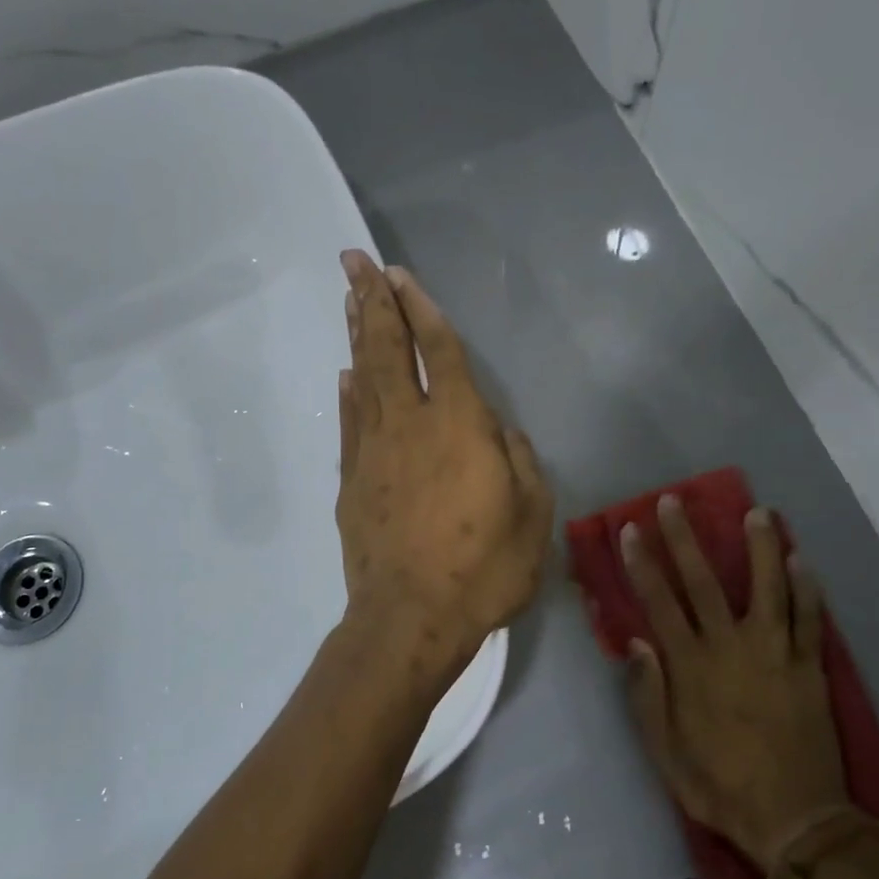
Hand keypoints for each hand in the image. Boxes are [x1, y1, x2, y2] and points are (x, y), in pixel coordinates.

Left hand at [335, 250, 552, 660]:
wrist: (410, 617)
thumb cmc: (482, 569)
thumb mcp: (532, 517)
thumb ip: (520, 462)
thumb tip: (501, 433)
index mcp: (460, 425)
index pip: (439, 350)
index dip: (420, 308)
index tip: (398, 274)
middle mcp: (410, 424)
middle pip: (388, 350)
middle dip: (372, 301)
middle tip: (352, 262)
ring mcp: (374, 452)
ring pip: (363, 380)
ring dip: (358, 336)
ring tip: (350, 300)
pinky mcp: (353, 482)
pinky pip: (350, 425)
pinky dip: (348, 395)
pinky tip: (346, 375)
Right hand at [618, 498, 848, 868]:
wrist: (795, 819)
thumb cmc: (719, 786)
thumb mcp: (664, 752)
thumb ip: (647, 696)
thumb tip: (638, 643)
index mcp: (691, 667)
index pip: (660, 602)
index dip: (643, 564)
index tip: (631, 530)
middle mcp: (731, 648)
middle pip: (704, 582)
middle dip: (685, 539)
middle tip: (674, 501)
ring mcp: (776, 654)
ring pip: (767, 588)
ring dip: (759, 548)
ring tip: (757, 512)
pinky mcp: (810, 667)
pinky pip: (809, 619)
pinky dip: (806, 588)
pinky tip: (802, 560)